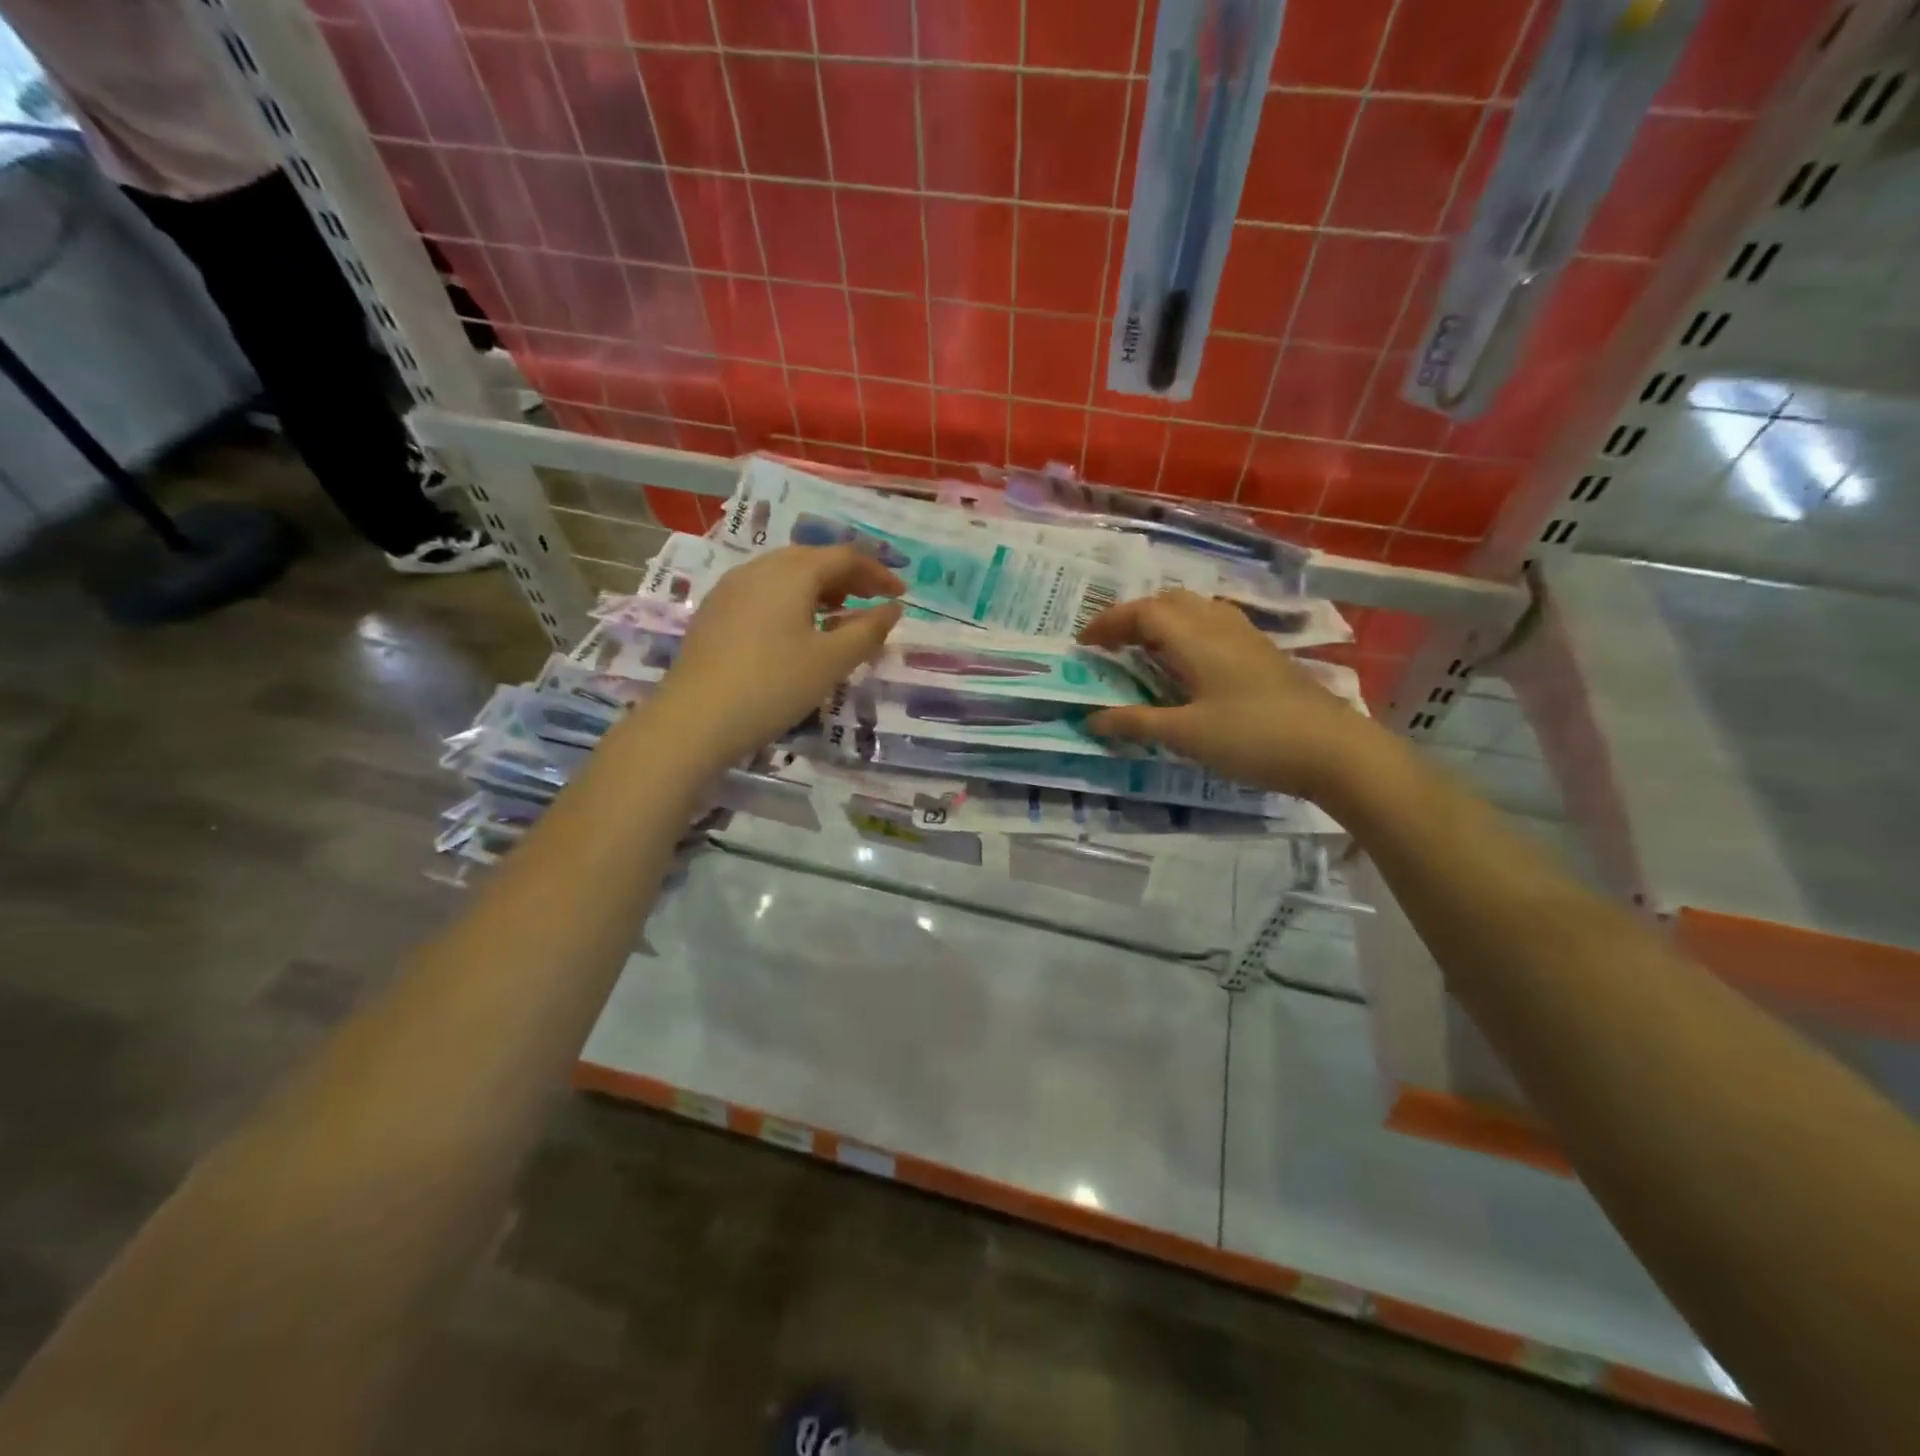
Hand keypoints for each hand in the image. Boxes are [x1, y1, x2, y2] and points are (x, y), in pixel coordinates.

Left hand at [652, 545, 903, 766]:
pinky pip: (763, 593)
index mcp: (792, 572)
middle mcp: (759, 568)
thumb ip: (868, 630)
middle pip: (812, 559)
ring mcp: (730, 589)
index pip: (845, 556)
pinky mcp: (714, 612)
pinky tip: (794, 631)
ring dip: (818, 588)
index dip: (878, 572)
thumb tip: (892, 608)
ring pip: (784, 575)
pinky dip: (790, 601)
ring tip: (838, 615)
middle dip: (847, 577)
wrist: (695, 718)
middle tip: (872, 601)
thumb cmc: (774, 685)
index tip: (901, 594)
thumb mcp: (832, 661)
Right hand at [1078, 589, 1375, 797]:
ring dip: (1162, 622)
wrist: (1333, 749)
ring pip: (1194, 610)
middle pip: (1169, 602)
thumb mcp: (1186, 735)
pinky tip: (1187, 664)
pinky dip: (1186, 633)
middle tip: (1111, 645)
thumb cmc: (1253, 737)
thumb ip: (1136, 723)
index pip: (1143, 613)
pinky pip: (1213, 625)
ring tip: (1143, 651)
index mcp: (1196, 638)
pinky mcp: (1262, 653)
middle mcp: (1219, 625)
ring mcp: (1246, 637)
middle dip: (1134, 617)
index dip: (1109, 623)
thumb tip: (1091, 719)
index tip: (1083, 643)